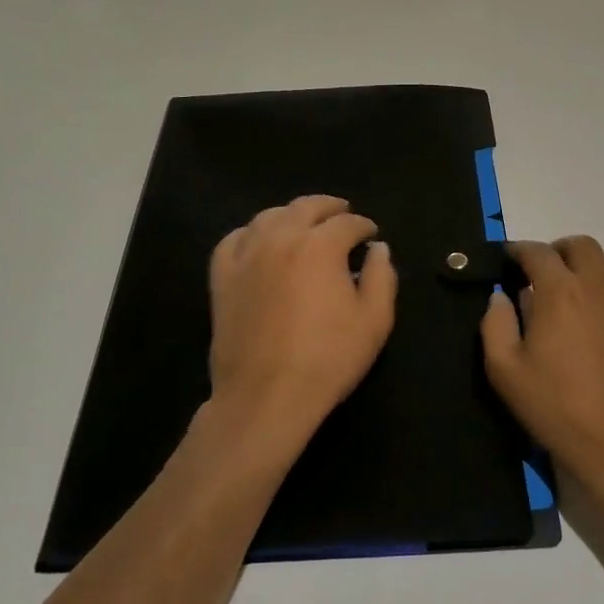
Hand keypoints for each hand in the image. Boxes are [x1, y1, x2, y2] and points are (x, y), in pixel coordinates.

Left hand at [207, 195, 397, 454]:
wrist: (266, 396)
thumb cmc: (327, 359)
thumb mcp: (374, 321)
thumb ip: (381, 277)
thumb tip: (379, 248)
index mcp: (320, 246)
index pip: (347, 223)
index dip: (363, 226)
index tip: (371, 235)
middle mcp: (281, 238)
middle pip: (306, 207)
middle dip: (329, 207)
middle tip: (342, 213)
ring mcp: (246, 255)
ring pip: (269, 216)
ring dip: (292, 214)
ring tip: (303, 223)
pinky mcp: (222, 277)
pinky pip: (234, 240)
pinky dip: (251, 233)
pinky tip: (259, 241)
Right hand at [481, 237, 603, 496]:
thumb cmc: (556, 405)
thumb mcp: (504, 370)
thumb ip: (495, 324)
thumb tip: (500, 296)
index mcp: (560, 291)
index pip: (537, 252)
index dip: (518, 251)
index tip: (508, 261)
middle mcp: (597, 284)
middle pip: (580, 245)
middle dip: (557, 252)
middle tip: (542, 275)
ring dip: (588, 265)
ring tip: (575, 289)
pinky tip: (602, 311)